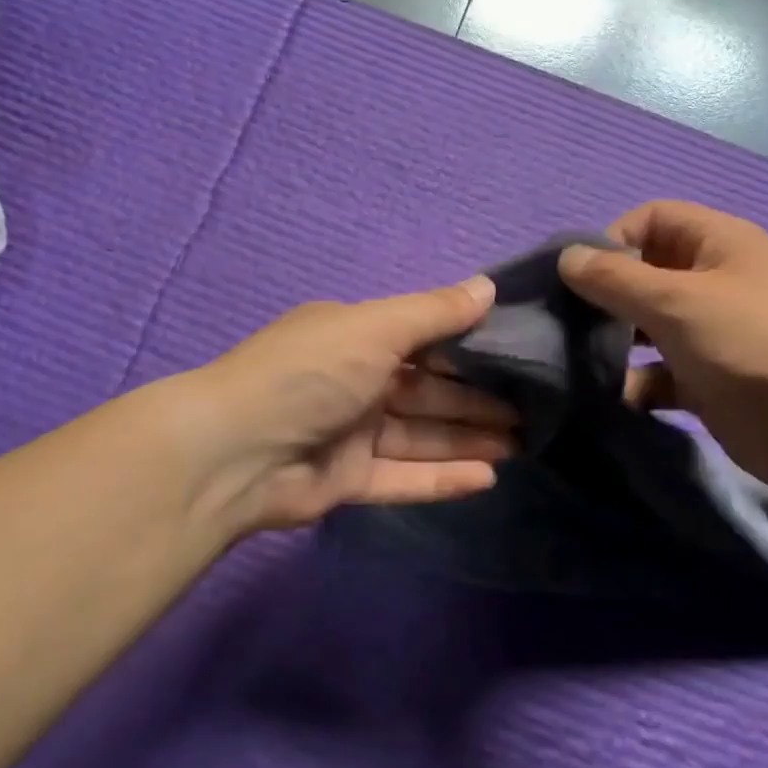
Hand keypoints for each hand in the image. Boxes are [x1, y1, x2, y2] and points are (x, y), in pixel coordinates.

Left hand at [168, 277, 517, 537]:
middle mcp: (355, 382)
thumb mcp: (374, 328)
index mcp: (356, 338)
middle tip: (533, 407)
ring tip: (522, 441)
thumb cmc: (310, 373)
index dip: (469, 346)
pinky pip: (404, 477)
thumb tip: (487, 285)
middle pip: (429, 391)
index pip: (424, 339)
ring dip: (468, 438)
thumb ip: (434, 312)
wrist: (234, 451)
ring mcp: (351, 434)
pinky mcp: (348, 481)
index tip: (517, 352)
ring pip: (422, 435)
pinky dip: (443, 478)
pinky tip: (488, 477)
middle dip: (477, 398)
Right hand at [558, 200, 767, 505]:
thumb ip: (615, 278)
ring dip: (615, 342)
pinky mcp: (708, 380)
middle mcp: (713, 281)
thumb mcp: (677, 301)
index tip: (580, 279)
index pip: (650, 220)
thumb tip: (566, 257)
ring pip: (647, 326)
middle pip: (644, 274)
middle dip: (605, 297)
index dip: (612, 240)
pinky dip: (637, 383)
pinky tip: (616, 397)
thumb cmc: (753, 344)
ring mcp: (712, 333)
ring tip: (581, 363)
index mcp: (717, 243)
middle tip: (567, 324)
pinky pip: (660, 373)